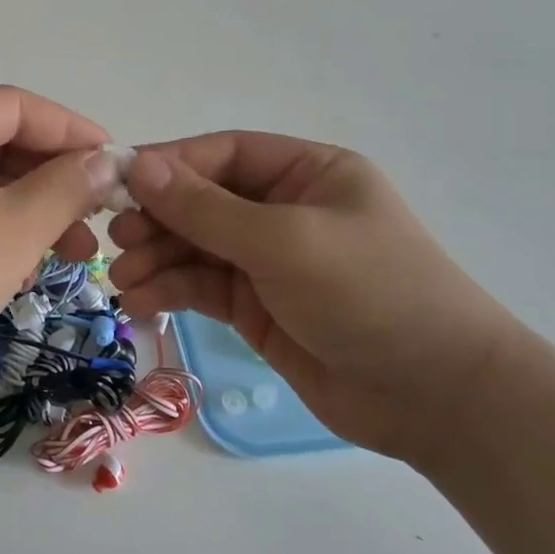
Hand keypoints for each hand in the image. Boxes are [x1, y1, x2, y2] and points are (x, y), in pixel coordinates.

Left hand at [0, 87, 117, 415]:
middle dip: (53, 183)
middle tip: (100, 220)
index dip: (73, 133)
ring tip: (75, 256)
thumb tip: (106, 162)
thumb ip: (65, 189)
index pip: (16, 107)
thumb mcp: (10, 229)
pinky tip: (21, 274)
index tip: (118, 165)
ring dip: (28, 216)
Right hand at [108, 134, 530, 465]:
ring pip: (196, 246)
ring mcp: (270, 260)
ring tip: (124, 279)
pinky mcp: (258, 306)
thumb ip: (205, 207)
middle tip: (116, 239)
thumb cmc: (370, 294)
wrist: (438, 399)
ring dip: (157, 258)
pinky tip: (141, 301)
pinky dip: (170, 289)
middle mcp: (284, 209)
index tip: (118, 184)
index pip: (223, 154)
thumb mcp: (284, 241)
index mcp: (306, 173)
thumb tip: (137, 166)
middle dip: (158, 218)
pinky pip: (202, 286)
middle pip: (203, 200)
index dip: (169, 165)